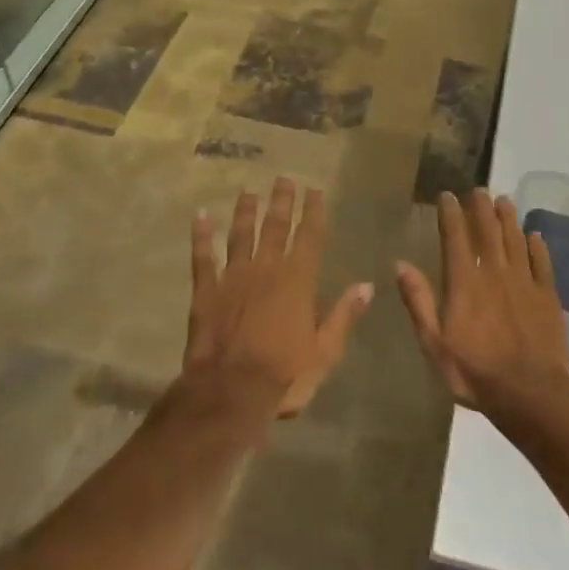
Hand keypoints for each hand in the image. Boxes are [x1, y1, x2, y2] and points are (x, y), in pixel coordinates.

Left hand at [185, 178, 373, 416]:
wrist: (230, 391)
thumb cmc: (284, 374)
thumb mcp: (325, 351)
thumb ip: (344, 315)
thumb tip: (367, 285)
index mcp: (297, 281)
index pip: (309, 237)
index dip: (313, 212)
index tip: (315, 190)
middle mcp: (265, 269)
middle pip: (275, 227)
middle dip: (281, 201)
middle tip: (284, 178)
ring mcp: (233, 277)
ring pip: (240, 235)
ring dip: (245, 212)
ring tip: (248, 192)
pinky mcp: (205, 291)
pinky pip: (203, 257)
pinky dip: (201, 236)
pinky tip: (200, 216)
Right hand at [396, 189, 568, 412]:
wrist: (532, 393)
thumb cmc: (475, 371)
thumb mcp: (434, 343)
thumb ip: (419, 301)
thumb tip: (400, 264)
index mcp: (464, 282)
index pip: (455, 237)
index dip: (450, 214)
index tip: (447, 195)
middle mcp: (494, 273)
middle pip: (488, 232)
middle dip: (481, 208)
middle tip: (479, 189)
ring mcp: (524, 283)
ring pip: (515, 241)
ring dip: (508, 219)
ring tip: (504, 200)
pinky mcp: (548, 297)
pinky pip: (542, 264)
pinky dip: (538, 247)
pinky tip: (535, 236)